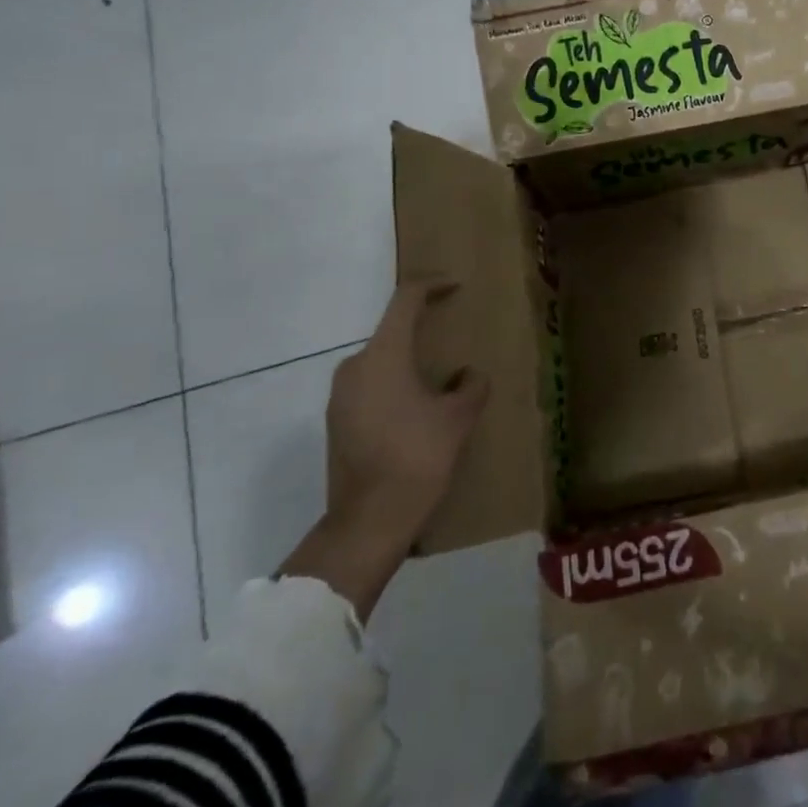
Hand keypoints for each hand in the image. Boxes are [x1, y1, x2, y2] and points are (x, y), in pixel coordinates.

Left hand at [325, 277, 489, 535]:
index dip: (432, 285)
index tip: (455, 286)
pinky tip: (417, 411)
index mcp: (383, 355)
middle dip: (422, 330)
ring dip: (408, 363)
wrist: (369, 521)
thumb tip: (467, 375)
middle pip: (391, 332)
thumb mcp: (458, 418)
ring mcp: (340, 396)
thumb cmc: (418, 457)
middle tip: (451, 337)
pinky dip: (394, 386)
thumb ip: (470, 386)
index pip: (406, 300)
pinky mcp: (337, 422)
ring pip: (380, 362)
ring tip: (439, 380)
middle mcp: (355, 367)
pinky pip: (370, 387)